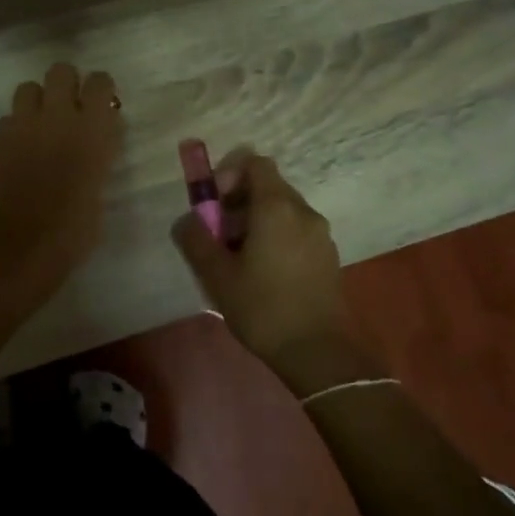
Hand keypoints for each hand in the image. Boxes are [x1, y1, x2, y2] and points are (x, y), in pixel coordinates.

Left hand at [0, 64, 122, 317]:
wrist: (17, 251)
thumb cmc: (71, 233)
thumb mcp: (99, 191)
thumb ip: (98, 157)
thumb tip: (95, 143)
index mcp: (93, 130)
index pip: (100, 82)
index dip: (100, 90)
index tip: (101, 105)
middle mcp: (57, 117)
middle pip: (61, 71)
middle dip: (66, 84)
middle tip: (70, 108)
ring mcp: (22, 125)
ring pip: (29, 87)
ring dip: (38, 100)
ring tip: (41, 124)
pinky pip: (9, 117)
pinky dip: (16, 126)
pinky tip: (19, 149)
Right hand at [171, 151, 369, 387]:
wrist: (318, 351)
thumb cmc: (263, 308)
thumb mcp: (216, 275)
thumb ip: (196, 239)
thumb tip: (187, 220)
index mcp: (277, 208)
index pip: (255, 163)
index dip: (229, 174)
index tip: (213, 203)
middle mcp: (303, 212)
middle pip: (268, 187)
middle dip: (238, 202)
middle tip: (218, 235)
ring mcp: (320, 234)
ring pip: (282, 211)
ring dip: (256, 222)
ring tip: (237, 259)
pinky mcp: (327, 256)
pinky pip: (296, 231)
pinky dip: (275, 237)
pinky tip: (262, 274)